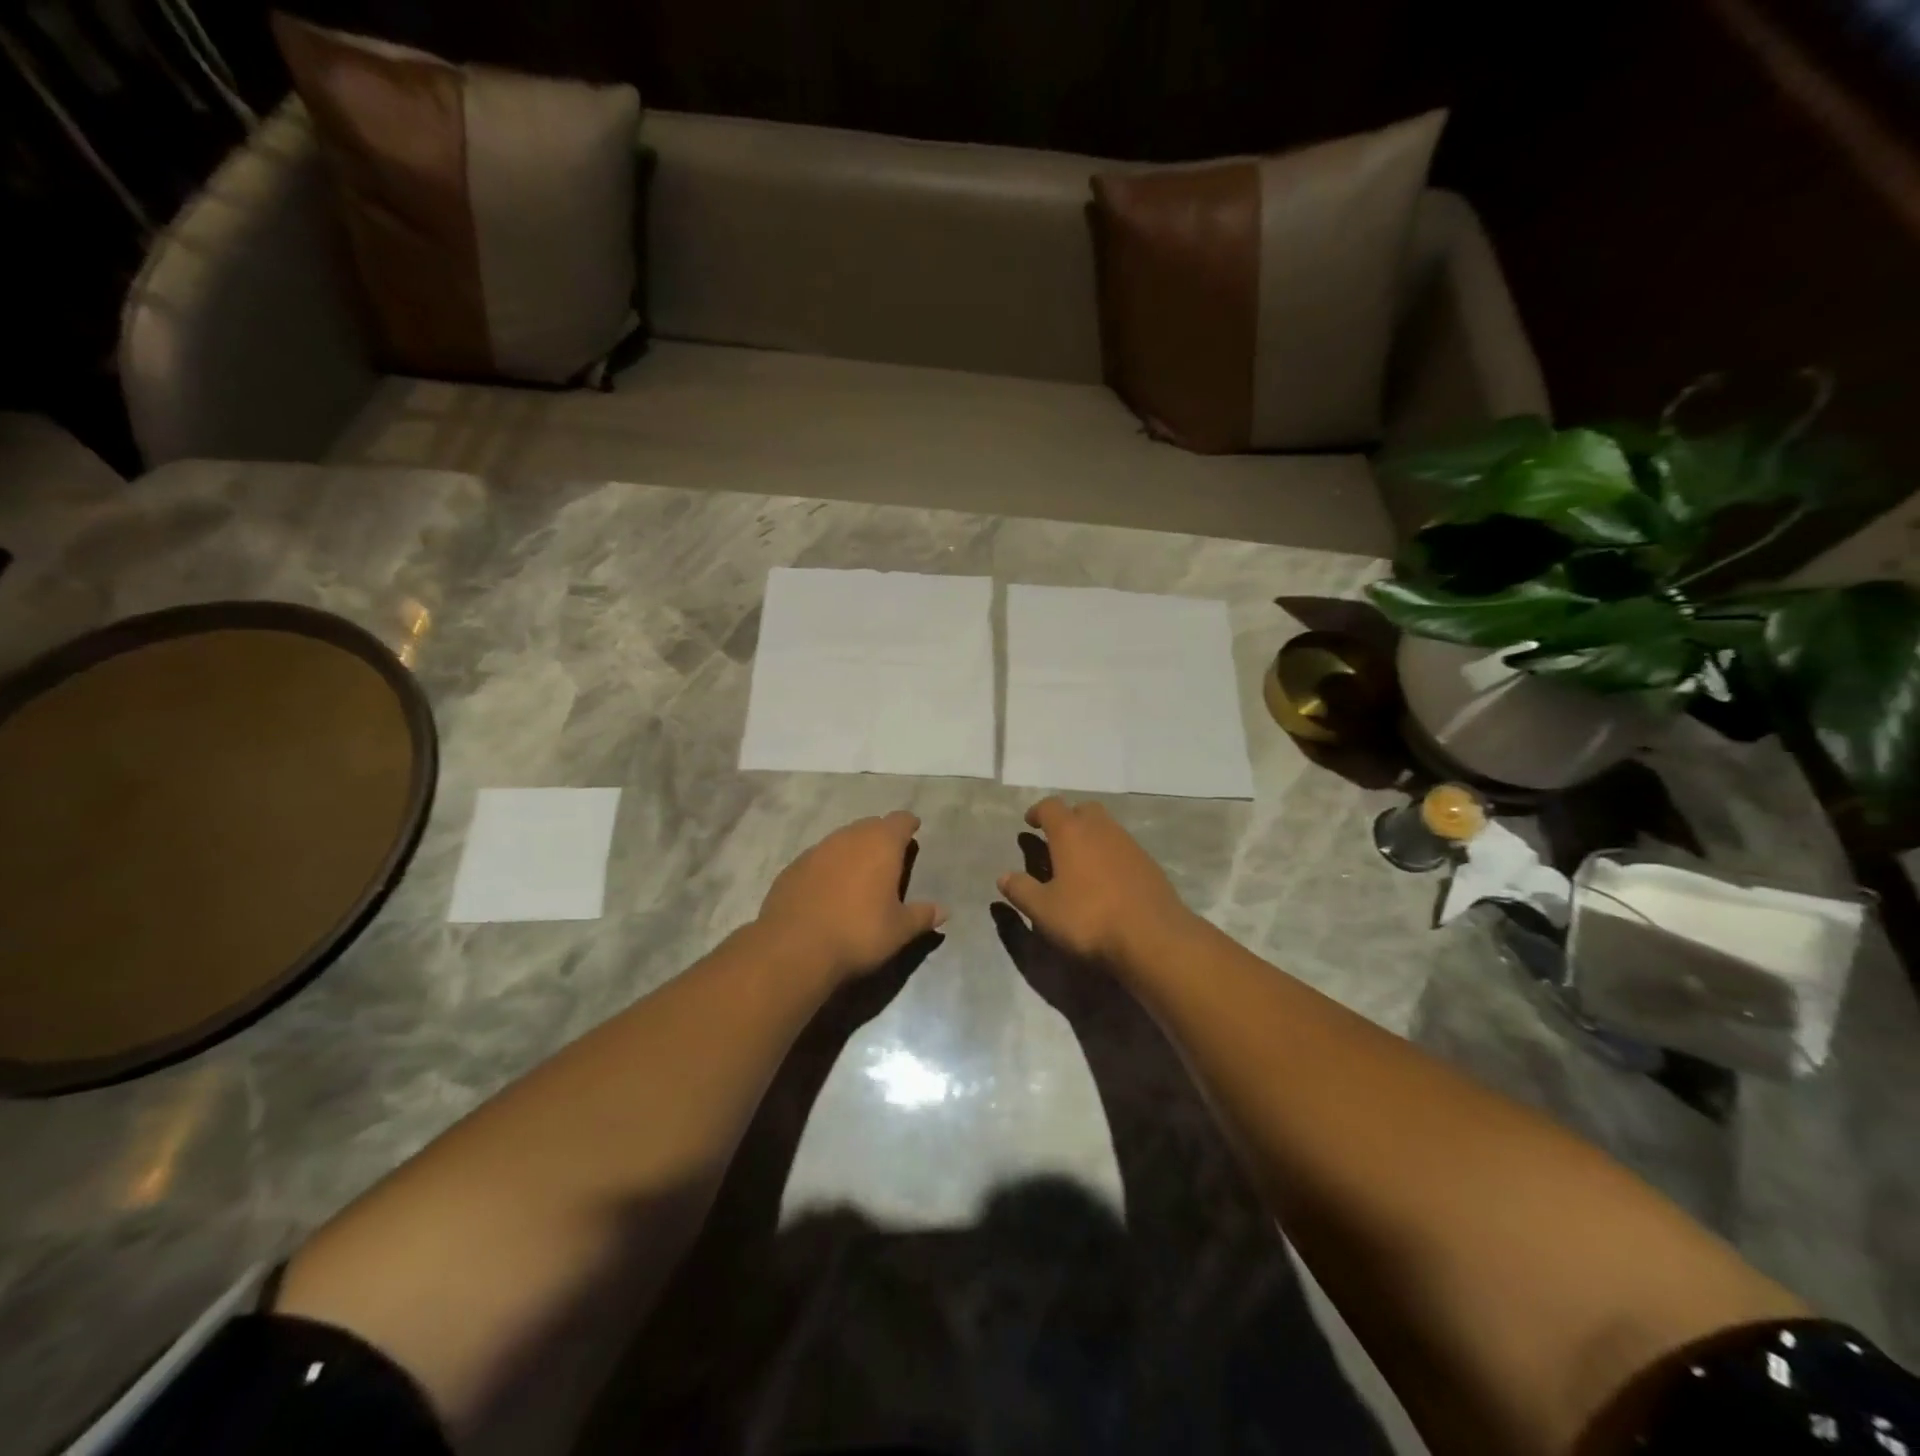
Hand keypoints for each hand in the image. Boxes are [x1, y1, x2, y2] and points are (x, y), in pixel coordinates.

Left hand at [757, 811, 945, 982]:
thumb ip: (922, 916)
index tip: (913, 830)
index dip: (908, 825)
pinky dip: (828, 867)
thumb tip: (943, 911)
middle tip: (889, 856)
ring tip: (859, 873)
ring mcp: (817, 850)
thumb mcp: (899, 930)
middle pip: (870, 826)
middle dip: (881, 836)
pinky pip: (818, 858)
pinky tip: (828, 889)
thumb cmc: (858, 933)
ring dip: (853, 850)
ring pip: (841, 840)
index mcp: (881, 845)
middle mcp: (848, 838)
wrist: (794, 948)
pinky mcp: (793, 867)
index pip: (900, 821)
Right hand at [997, 798, 1192, 965]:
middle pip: (1083, 809)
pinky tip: (1106, 880)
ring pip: (1106, 827)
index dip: (1037, 811)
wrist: (1152, 936)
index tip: (1030, 823)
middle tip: (1056, 840)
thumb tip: (1003, 877)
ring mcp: (1129, 844)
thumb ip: (1021, 890)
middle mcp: (1101, 829)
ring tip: (1080, 863)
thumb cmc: (1089, 918)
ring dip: (1091, 836)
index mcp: (1070, 833)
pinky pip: (1123, 848)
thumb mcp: (1043, 910)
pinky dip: (1110, 855)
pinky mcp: (1149, 864)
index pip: (1051, 807)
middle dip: (1068, 818)